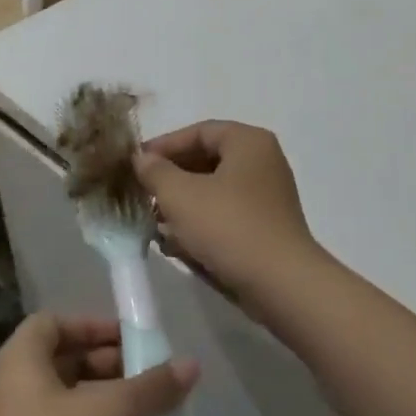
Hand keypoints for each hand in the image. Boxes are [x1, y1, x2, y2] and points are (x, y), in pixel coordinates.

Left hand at [0, 314, 197, 415]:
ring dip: (114, 407)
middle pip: (68, 363)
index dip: (93, 325)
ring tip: (156, 413)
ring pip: (75, 406)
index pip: (54, 323)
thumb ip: (153, 387)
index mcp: (21, 362)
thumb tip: (192, 365)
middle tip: (152, 376)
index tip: (131, 338)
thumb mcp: (111, 414)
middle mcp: (16, 392)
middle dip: (113, 367)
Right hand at [134, 122, 326, 307]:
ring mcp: (267, 196)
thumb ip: (156, 172)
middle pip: (207, 160)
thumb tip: (142, 158)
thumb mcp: (180, 195)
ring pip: (215, 190)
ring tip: (154, 223)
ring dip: (182, 204)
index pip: (199, 131)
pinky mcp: (265, 227)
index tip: (135, 165)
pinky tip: (175, 244)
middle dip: (171, 178)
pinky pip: (226, 215)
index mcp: (248, 142)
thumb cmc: (229, 227)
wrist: (280, 284)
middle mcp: (263, 162)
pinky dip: (201, 223)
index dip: (164, 145)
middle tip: (142, 194)